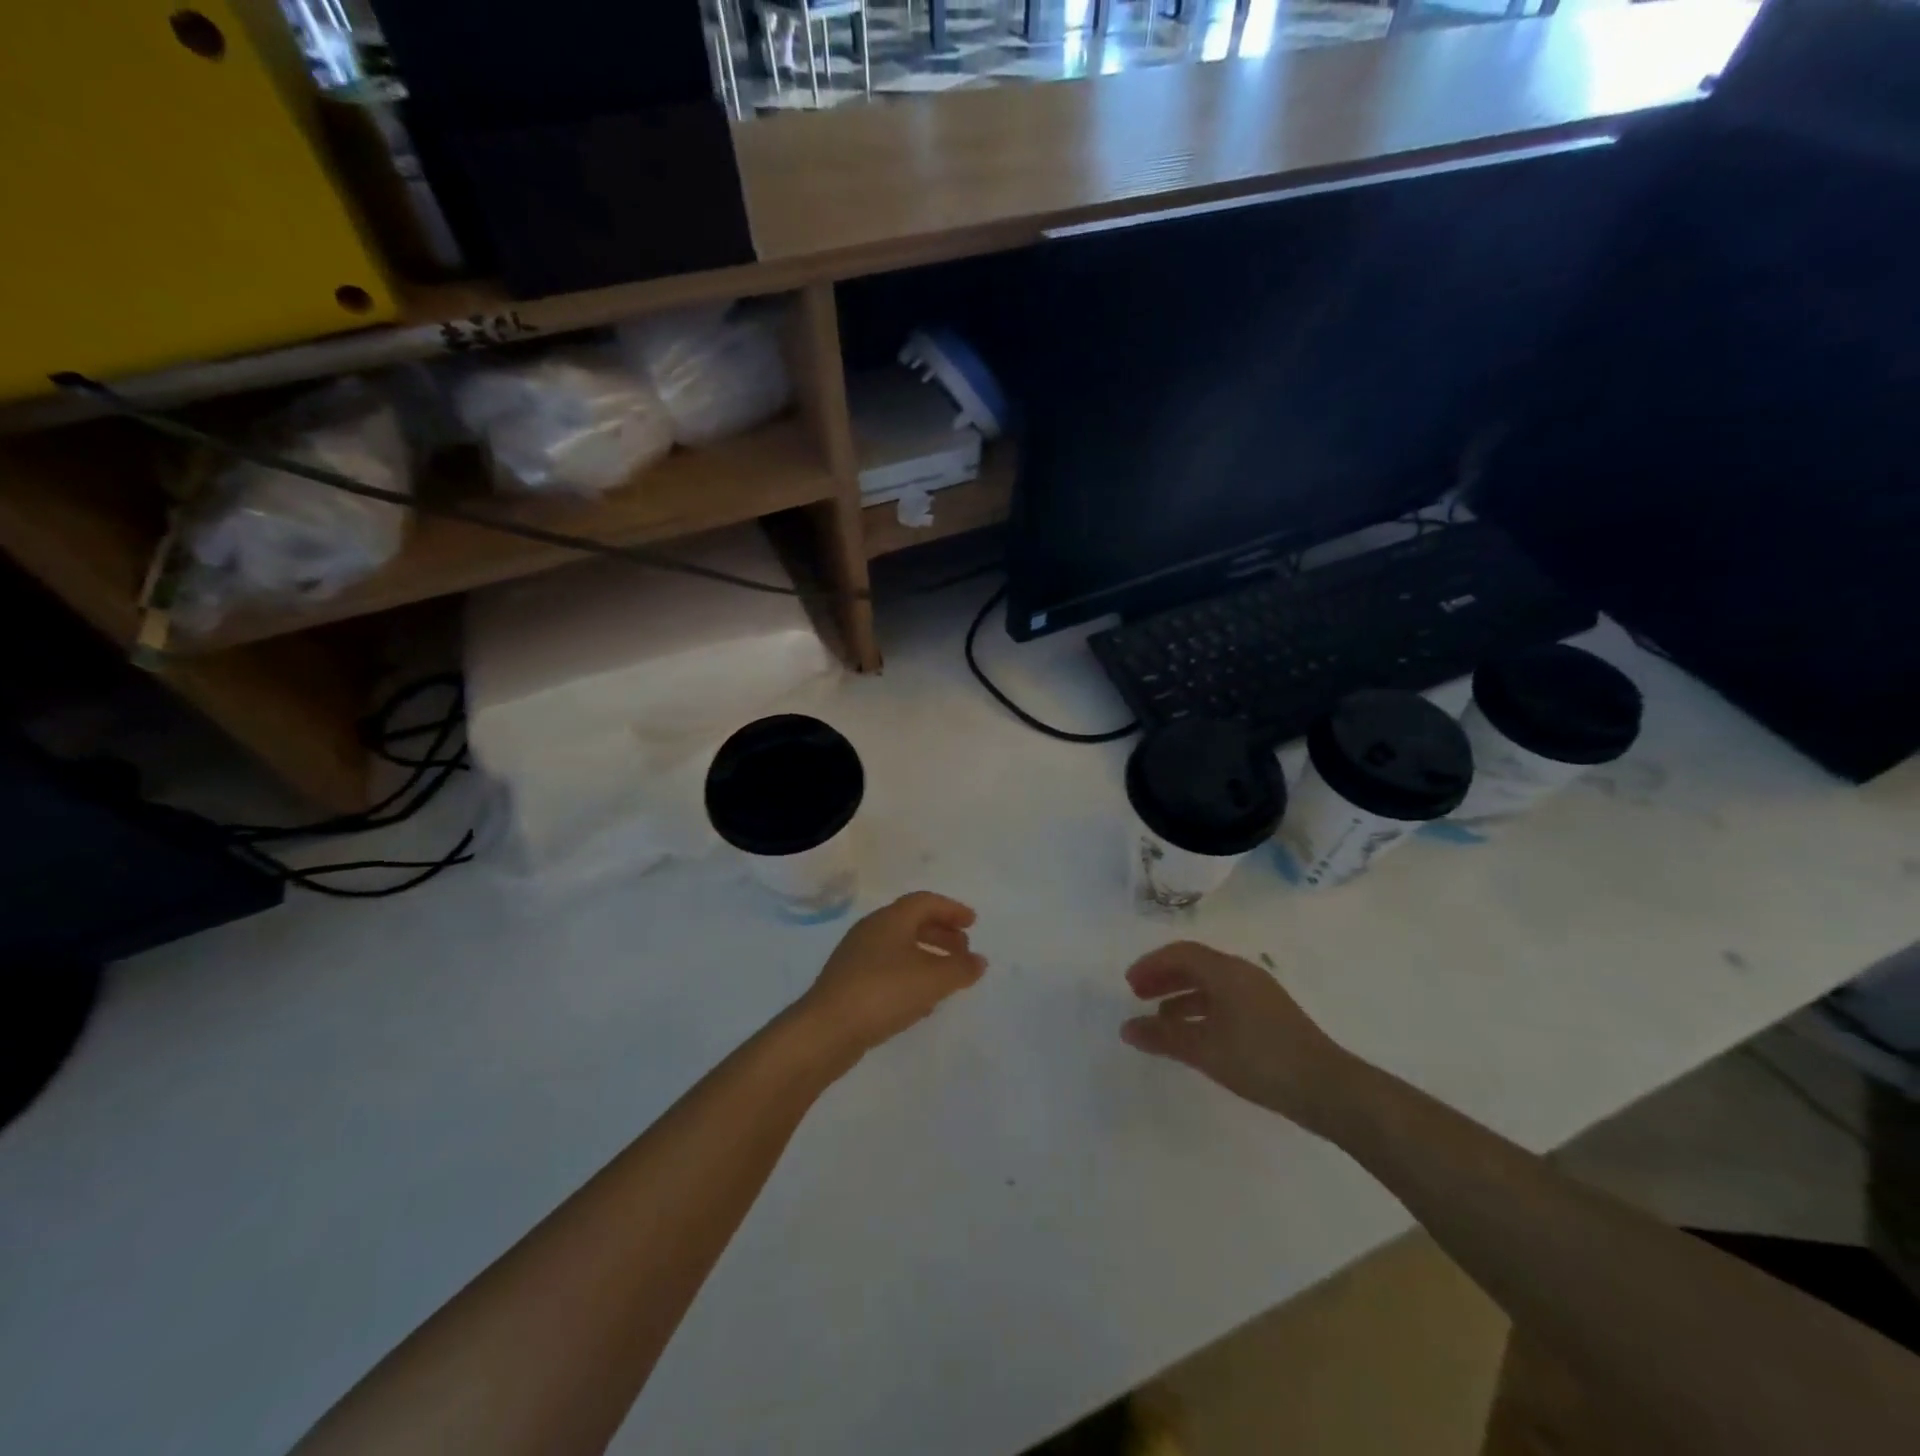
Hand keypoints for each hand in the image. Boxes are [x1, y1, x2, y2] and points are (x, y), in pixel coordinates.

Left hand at [798, 892, 987, 1058]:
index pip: (925, 902)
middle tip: (964, 950)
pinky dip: (910, 976)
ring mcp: (856, 957)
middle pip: (912, 922)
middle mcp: (871, 931)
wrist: (826, 1030)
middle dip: (941, 933)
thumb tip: (979, 961)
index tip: (973, 923)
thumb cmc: (884, 992)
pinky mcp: (848, 984)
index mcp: (890, 919)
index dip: (951, 909)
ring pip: (899, 948)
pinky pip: (887, 970)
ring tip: (947, 977)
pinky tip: (922, 1002)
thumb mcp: (932, 980)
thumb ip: (960, 968)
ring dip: (927, 957)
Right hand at [1120, 942, 1358, 1133]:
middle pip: (1195, 964)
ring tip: (1160, 1021)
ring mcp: (1259, 994)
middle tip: (1139, 997)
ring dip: (1181, 996)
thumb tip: (1126, 1028)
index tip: (1129, 985)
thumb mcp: (1204, 1049)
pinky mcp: (1269, 1016)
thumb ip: (1163, 1037)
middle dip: (1164, 977)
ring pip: (1210, 984)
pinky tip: (1194, 1036)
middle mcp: (1242, 974)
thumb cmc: (1260, 1060)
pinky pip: (1225, 1000)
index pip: (1180, 953)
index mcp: (1226, 971)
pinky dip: (1201, 1010)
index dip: (1151, 965)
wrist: (1328, 1089)